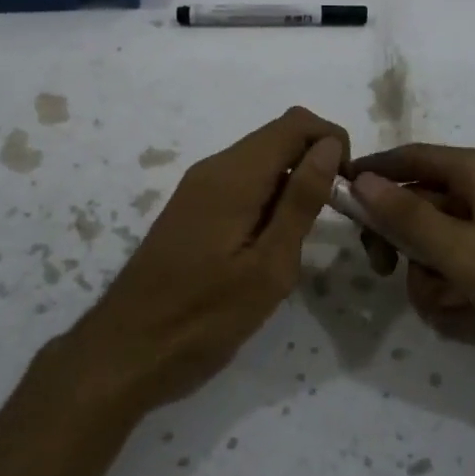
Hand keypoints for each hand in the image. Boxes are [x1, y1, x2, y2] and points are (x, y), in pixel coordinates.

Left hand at [62, 107, 348, 413]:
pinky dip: (268, 198)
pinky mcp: (191, 210)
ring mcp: (197, 189)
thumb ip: (301, 201)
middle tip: (333, 218)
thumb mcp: (268, 266)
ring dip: (293, 182)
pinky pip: (241, 183)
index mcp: (233, 176)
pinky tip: (271, 244)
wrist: (126, 353)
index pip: (296, 123)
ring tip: (303, 238)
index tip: (348, 188)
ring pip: (260, 161)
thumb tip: (330, 146)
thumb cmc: (204, 318)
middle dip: (316, 162)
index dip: (332, 142)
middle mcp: (213, 169)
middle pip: (278, 137)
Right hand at [348, 145, 474, 368]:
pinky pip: (463, 254)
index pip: (411, 157)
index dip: (373, 172)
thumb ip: (407, 216)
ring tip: (442, 301)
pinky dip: (453, 279)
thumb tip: (361, 180)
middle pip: (422, 198)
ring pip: (439, 234)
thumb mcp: (461, 251)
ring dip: (428, 268)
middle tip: (383, 270)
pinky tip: (462, 308)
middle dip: (401, 237)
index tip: (339, 195)